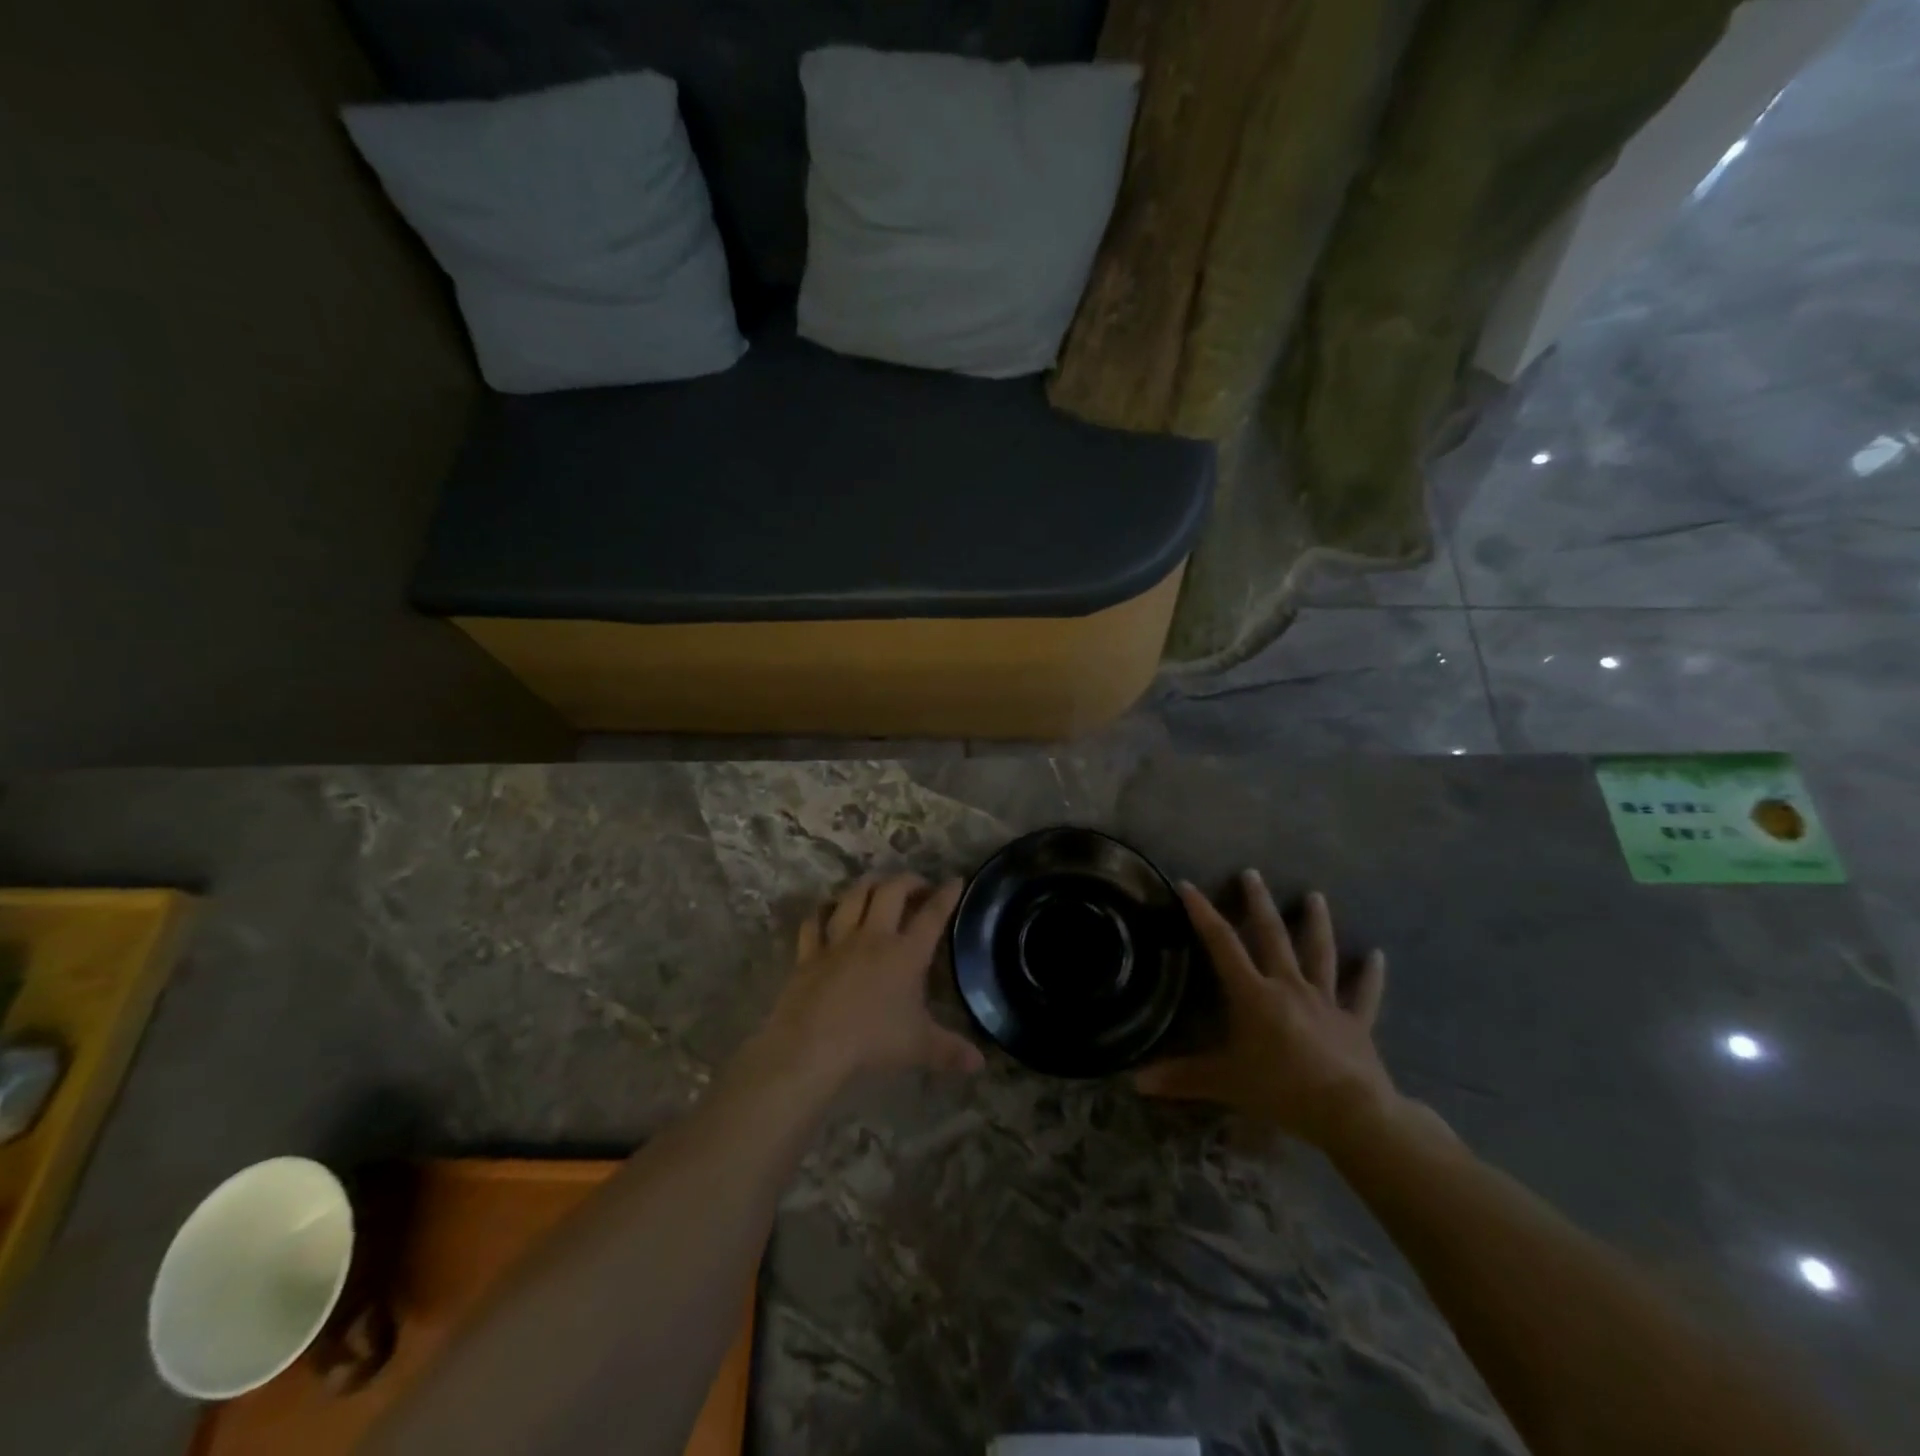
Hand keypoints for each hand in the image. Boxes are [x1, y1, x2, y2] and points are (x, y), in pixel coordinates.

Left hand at [756, 873, 983, 1086]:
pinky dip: (822, 911)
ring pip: (853, 897)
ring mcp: (838, 941)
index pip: (932, 915)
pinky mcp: (809, 953)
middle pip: (891, 892)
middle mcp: (873, 936)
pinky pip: (814, 922)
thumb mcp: (919, 1048)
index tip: (955, 880)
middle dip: (907, 881)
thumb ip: (950, 1051)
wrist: (812, 1045)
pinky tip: (827, 909)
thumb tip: (979, 1063)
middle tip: (917, 885)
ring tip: (876, 885)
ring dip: (867, 885)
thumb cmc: (872, 1041)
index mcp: (906, 953)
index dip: (946, 895)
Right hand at [1135, 871, 1395, 1147]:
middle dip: (1259, 903)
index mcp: (1253, 993)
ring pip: (1319, 953)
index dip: (1203, 913)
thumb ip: (1181, 1077)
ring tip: (1316, 896)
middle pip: (1272, 936)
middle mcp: (1288, 986)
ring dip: (1316, 923)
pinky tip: (1377, 955)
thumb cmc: (1281, 1089)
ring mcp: (1325, 1001)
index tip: (1188, 886)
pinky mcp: (1355, 1022)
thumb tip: (1135, 1080)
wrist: (1350, 1111)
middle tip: (1252, 873)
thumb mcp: (1224, 1083)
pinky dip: (1371, 975)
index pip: (1222, 944)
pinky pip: (1363, 994)